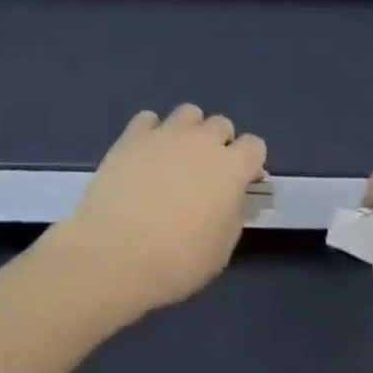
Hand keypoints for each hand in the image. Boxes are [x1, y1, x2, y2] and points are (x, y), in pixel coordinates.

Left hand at [43, 105, 266, 320]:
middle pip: (221, 124)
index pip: (255, 145)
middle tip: (205, 173)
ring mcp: (166, 134)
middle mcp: (202, 141)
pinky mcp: (132, 136)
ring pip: (188, 113)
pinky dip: (151, 132)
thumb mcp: (221, 249)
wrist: (117, 252)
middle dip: (218, 143)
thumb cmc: (178, 260)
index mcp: (232, 168)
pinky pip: (148, 119)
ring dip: (188, 131)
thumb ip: (233, 213)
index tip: (240, 183)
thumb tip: (232, 196)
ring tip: (175, 157)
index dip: (249, 163)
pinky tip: (144, 154)